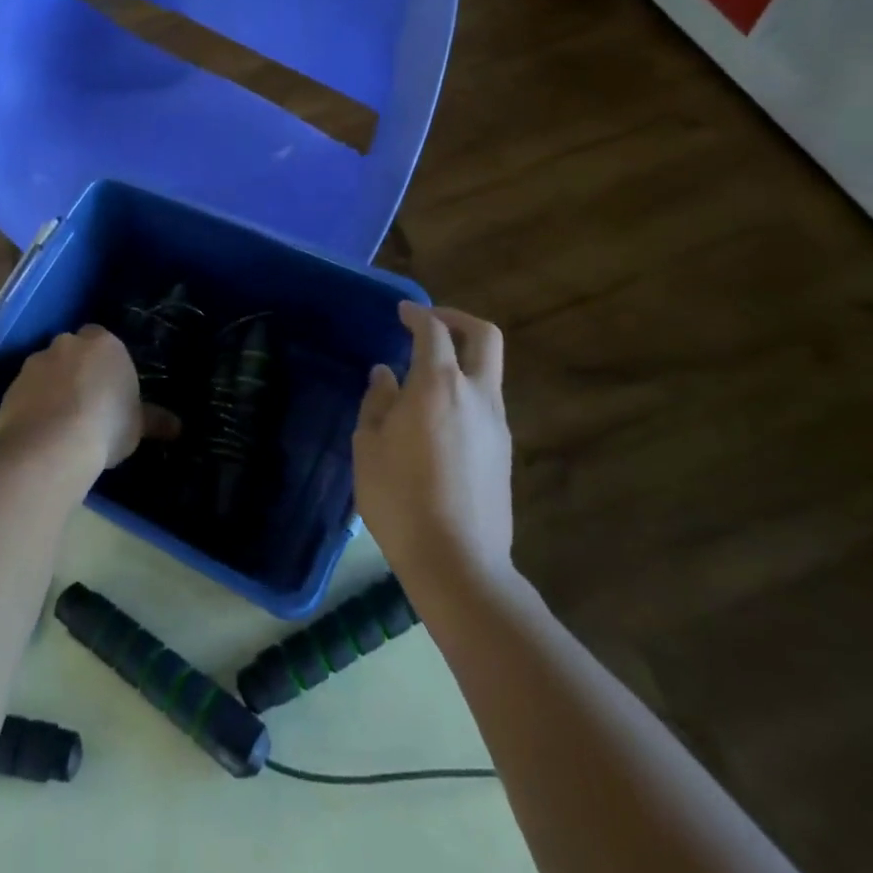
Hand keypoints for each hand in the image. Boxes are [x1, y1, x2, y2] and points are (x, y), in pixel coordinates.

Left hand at [0, 326, 175, 482]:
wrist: (51, 444)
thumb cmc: (106, 426)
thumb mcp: (138, 426)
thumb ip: (155, 420)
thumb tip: (178, 427)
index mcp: (104, 344)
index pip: (104, 340)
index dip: (105, 363)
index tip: (108, 387)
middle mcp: (67, 344)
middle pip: (73, 351)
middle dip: (77, 370)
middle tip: (86, 402)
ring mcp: (35, 363)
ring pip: (46, 370)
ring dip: (52, 386)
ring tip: (61, 421)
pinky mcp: (11, 386)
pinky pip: (26, 392)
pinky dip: (32, 405)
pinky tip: (40, 431)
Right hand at [354, 303, 513, 581]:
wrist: (457, 561)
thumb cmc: (400, 498)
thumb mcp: (368, 446)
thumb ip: (377, 402)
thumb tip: (385, 375)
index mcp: (438, 386)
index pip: (434, 331)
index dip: (417, 314)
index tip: (402, 312)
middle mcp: (476, 395)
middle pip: (483, 336)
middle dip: (457, 319)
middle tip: (429, 323)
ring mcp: (497, 424)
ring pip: (489, 371)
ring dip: (462, 359)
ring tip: (425, 376)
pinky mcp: (504, 451)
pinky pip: (486, 403)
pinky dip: (465, 391)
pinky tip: (437, 418)